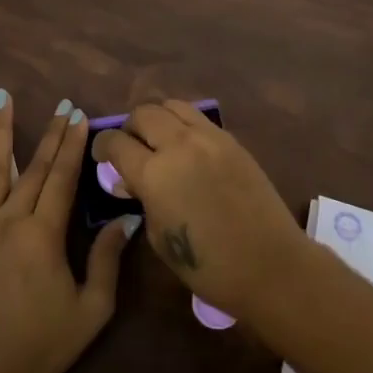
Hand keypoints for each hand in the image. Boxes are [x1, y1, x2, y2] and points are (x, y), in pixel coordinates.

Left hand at [0, 91, 131, 372]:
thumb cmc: (42, 346)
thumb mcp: (91, 309)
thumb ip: (107, 260)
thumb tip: (124, 219)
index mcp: (44, 235)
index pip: (63, 178)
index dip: (73, 146)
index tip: (80, 116)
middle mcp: (10, 220)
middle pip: (34, 168)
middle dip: (51, 134)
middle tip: (62, 105)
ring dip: (0, 130)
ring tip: (3, 96)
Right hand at [90, 100, 307, 319]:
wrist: (270, 265)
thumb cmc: (208, 265)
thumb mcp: (159, 237)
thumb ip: (142, 200)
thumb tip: (132, 182)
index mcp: (155, 174)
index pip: (116, 143)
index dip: (102, 147)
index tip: (101, 157)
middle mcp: (180, 145)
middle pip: (143, 113)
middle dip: (129, 128)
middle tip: (130, 149)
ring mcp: (210, 138)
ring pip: (172, 106)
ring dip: (158, 119)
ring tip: (158, 141)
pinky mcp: (232, 141)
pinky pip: (198, 118)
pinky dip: (183, 125)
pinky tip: (186, 148)